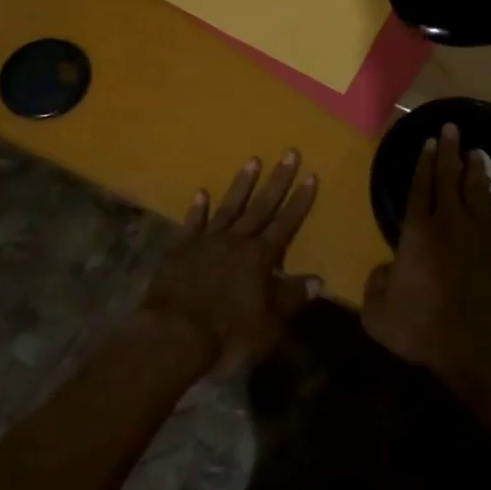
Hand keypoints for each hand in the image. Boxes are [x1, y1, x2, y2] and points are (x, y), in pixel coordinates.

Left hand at [140, 150, 320, 378]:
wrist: (172, 337)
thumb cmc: (226, 335)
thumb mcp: (268, 325)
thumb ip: (291, 299)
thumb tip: (318, 279)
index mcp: (260, 258)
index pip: (286, 223)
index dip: (300, 200)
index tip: (311, 174)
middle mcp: (236, 241)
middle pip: (261, 206)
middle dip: (278, 180)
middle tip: (289, 152)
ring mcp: (206, 242)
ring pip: (229, 207)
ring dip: (242, 184)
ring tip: (252, 160)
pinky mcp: (179, 250)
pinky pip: (192, 224)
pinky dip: (197, 209)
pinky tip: (201, 193)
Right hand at [361, 124, 490, 396]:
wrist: (486, 350)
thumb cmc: (426, 331)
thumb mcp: (379, 318)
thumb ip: (374, 289)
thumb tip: (382, 272)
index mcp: (417, 233)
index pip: (418, 187)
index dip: (422, 163)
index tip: (427, 142)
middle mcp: (450, 223)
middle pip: (449, 178)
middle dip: (449, 151)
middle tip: (452, 128)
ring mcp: (482, 235)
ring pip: (477, 191)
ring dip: (475, 169)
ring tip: (476, 151)